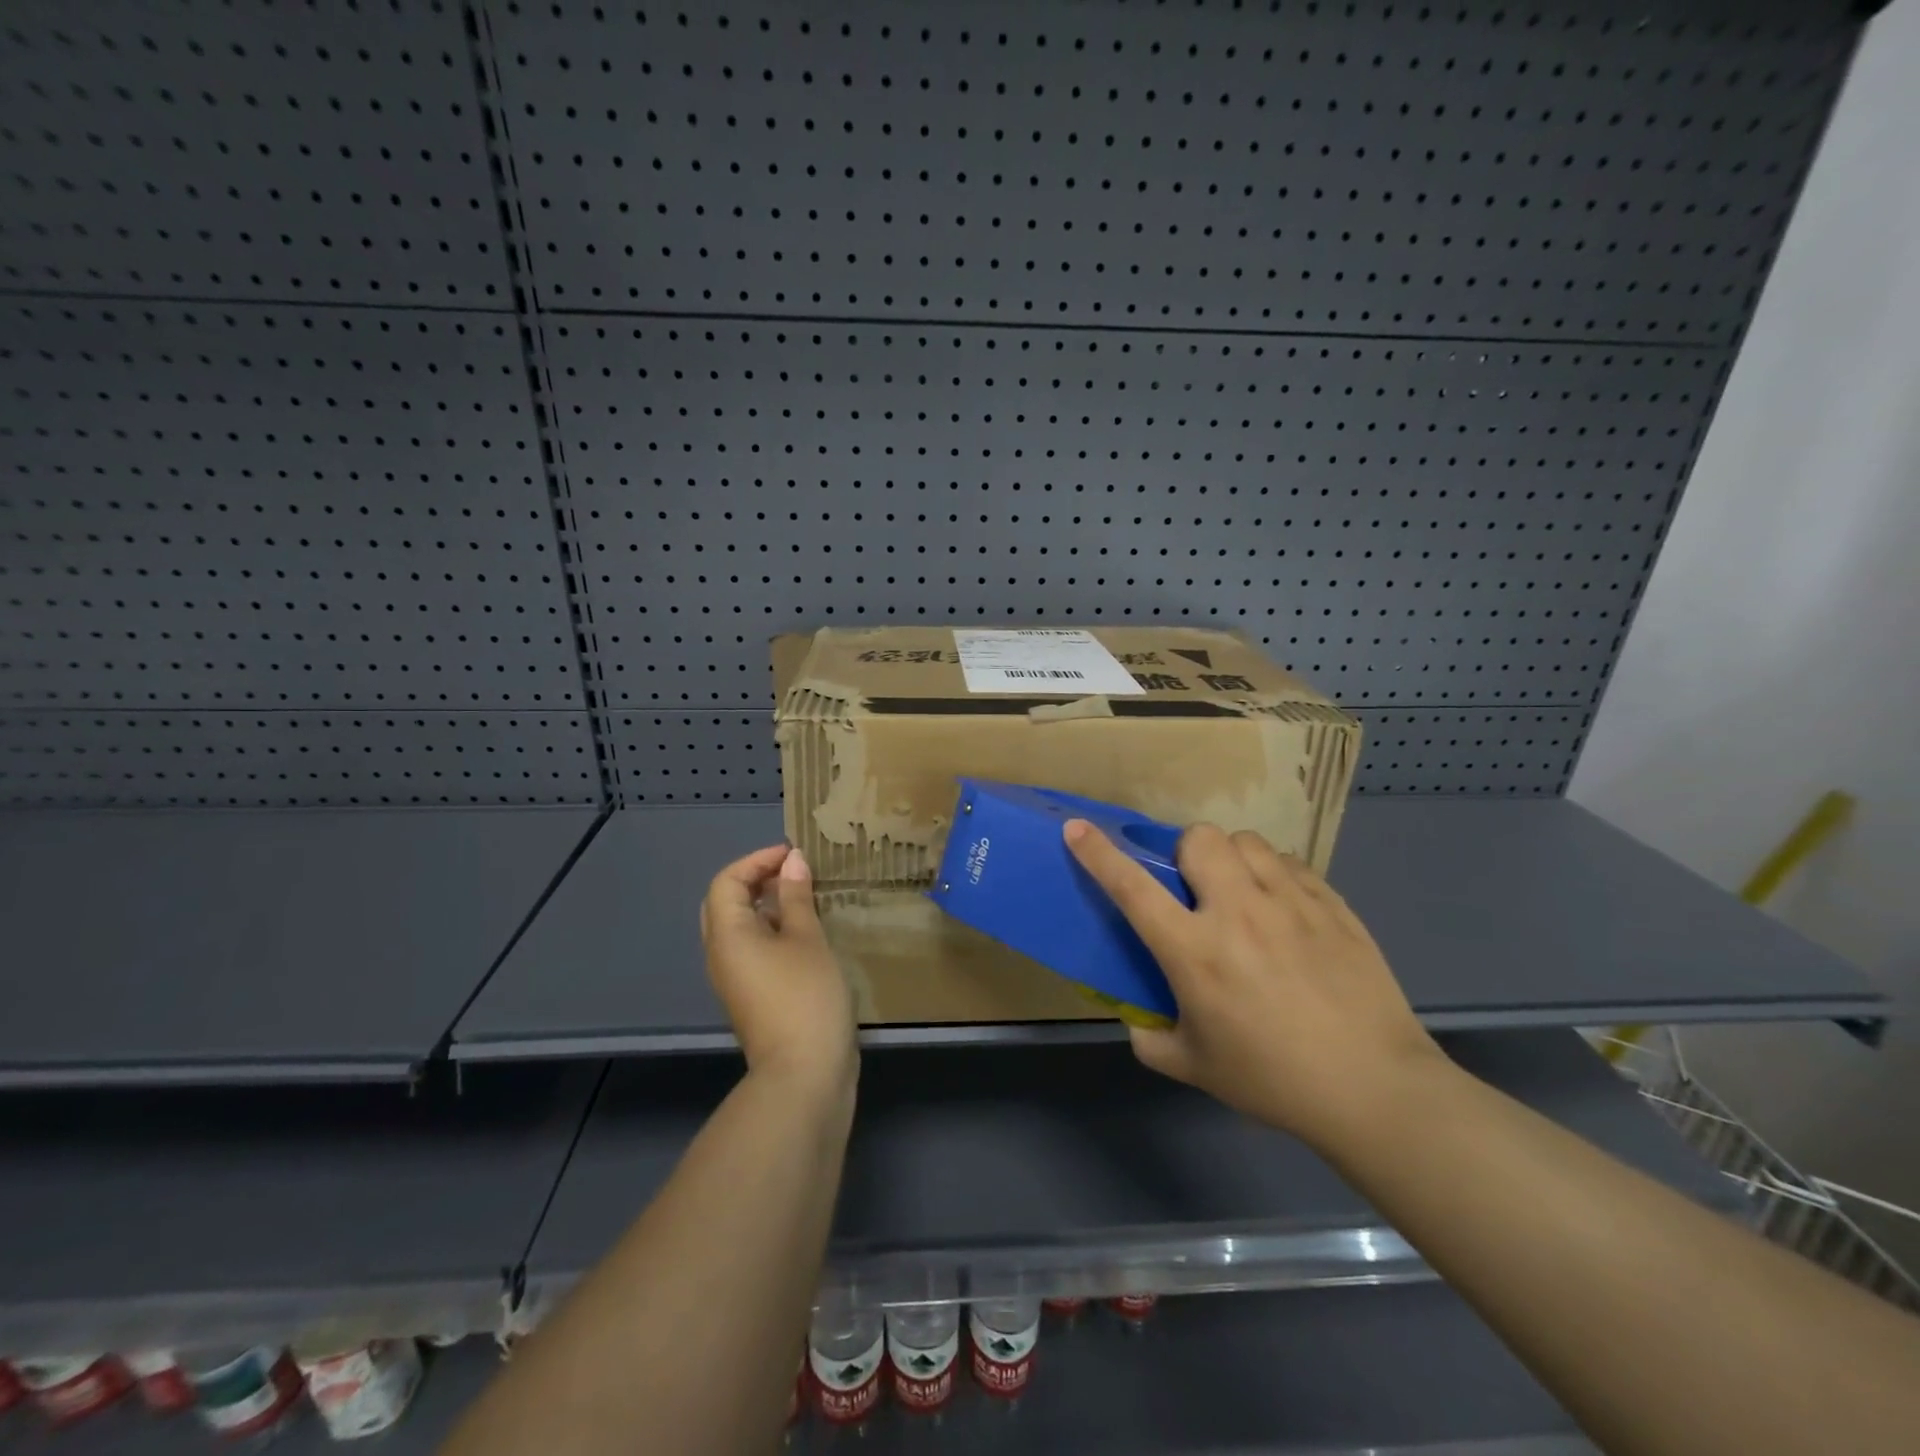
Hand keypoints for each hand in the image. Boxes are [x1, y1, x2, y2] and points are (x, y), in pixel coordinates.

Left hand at [701, 846, 857, 1098]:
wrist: (804, 1074)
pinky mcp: (753, 995)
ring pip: (740, 928)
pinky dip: (773, 930)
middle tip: (794, 872)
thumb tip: (791, 861)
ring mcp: (735, 978)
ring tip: (806, 896)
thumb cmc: (805, 996)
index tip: (793, 855)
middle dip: (757, 880)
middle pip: (726, 903)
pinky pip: (753, 948)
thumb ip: (797, 897)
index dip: (756, 860)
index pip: (726, 882)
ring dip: (767, 905)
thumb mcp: (807, 939)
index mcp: (727, 935)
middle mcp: (721, 954)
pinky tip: (807, 931)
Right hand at [1063, 820, 1446, 1153]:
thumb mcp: (1195, 1067)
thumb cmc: (1273, 1080)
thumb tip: (1138, 1021)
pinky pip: (1290, 863)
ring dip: (1231, 858)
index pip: (1133, 887)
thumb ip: (1151, 1039)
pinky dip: (1274, 874)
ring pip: (1246, 841)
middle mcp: (1238, 913)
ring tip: (1240, 892)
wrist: (1373, 1089)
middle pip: (1199, 839)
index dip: (1099, 853)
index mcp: (1195, 952)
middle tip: (1194, 888)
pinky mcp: (1332, 904)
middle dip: (1185, 852)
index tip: (1077, 828)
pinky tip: (1282, 909)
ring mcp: (1290, 903)